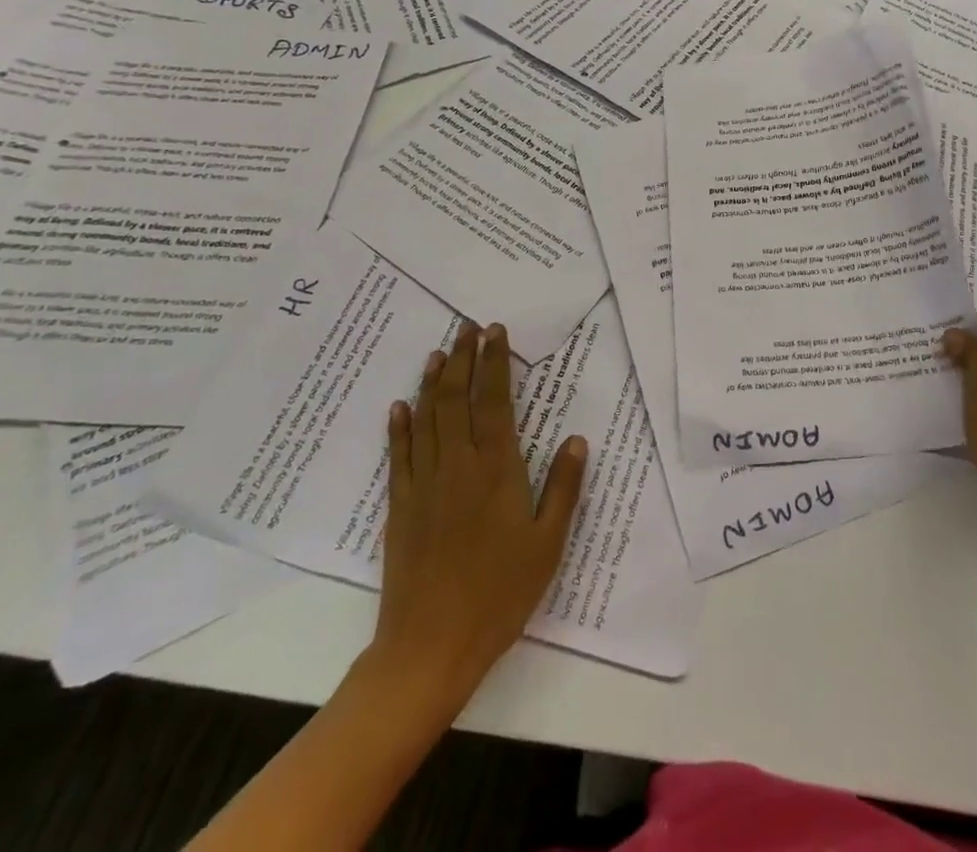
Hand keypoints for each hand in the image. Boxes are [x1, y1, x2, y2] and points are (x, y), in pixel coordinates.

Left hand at [367, 321, 588, 708]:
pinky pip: (399, 455)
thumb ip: (563, 487)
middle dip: (463, 358)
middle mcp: (458, 465)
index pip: (496, 401)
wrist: (430, 647)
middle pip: (456, 398)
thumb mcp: (548, 543)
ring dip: (432, 381)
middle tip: (467, 327)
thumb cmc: (499, 594)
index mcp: (497, 469)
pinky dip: (399, 426)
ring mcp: (424, 484)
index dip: (495, 362)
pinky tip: (400, 406)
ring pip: (426, 418)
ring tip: (439, 352)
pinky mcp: (400, 507)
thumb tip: (577, 438)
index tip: (494, 332)